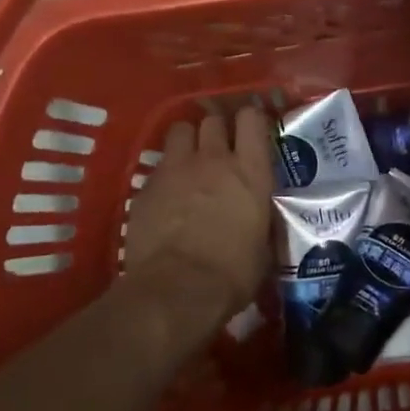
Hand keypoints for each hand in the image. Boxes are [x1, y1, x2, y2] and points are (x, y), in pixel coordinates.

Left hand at [122, 105, 275, 323]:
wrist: (177, 291)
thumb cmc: (232, 274)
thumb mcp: (263, 243)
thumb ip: (259, 217)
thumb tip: (258, 217)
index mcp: (251, 171)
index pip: (251, 119)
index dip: (250, 121)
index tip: (250, 132)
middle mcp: (214, 159)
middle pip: (213, 120)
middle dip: (216, 129)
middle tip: (218, 148)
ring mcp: (176, 169)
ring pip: (180, 130)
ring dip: (187, 141)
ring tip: (189, 160)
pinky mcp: (147, 186)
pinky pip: (158, 164)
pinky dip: (164, 172)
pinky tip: (165, 194)